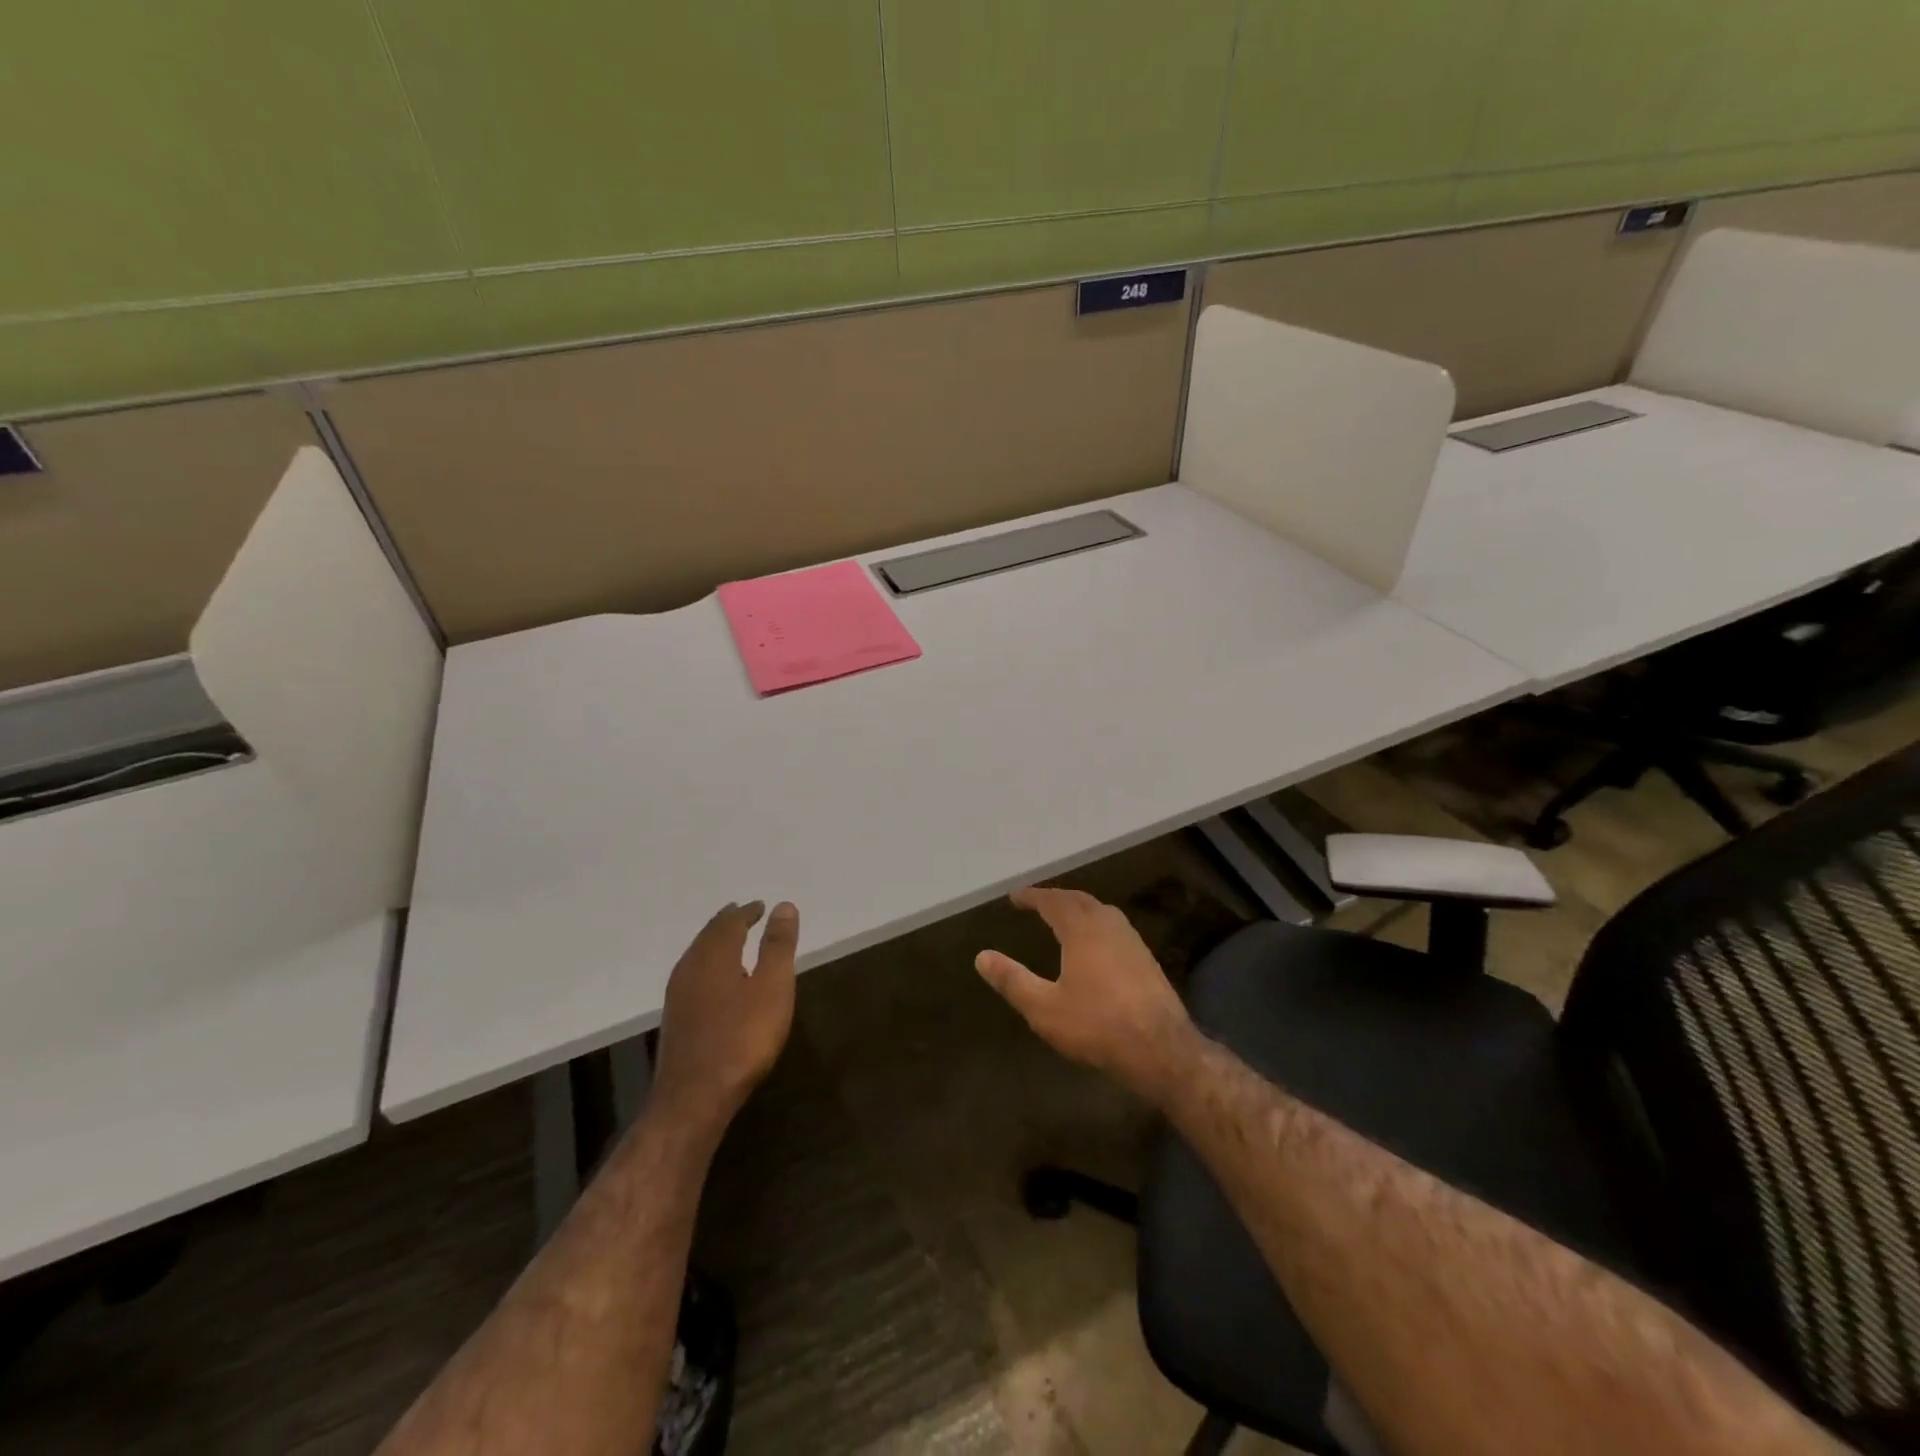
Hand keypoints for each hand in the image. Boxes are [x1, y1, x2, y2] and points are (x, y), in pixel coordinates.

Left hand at [653, 901, 798, 1142]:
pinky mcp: (675, 1020)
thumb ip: (778, 946)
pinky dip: (707, 966)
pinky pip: (692, 976)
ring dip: (715, 944)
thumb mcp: (773, 988)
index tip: (760, 906)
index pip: (730, 923)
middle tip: (743, 915)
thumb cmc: (742, 1038)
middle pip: (708, 936)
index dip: (746, 912)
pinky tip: (714, 982)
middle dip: (727, 923)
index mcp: (715, 955)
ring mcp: (678, 996)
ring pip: (697, 956)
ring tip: (731, 942)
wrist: (694, 1097)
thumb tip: (783, 906)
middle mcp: (691, 968)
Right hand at [976, 887, 1195, 1104]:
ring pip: (1101, 911)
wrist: (1161, 1049)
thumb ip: (1012, 980)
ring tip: (1063, 917)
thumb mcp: (1044, 1008)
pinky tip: (1095, 944)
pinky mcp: (1146, 959)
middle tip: (1037, 902)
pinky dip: (1096, 924)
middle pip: (1079, 900)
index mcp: (1082, 929)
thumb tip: (982, 957)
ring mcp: (1132, 940)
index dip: (1032, 896)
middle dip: (1056, 897)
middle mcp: (1109, 925)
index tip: (1015, 896)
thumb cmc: (1097, 1025)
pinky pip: (1115, 927)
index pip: (1053, 901)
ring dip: (1079, 908)